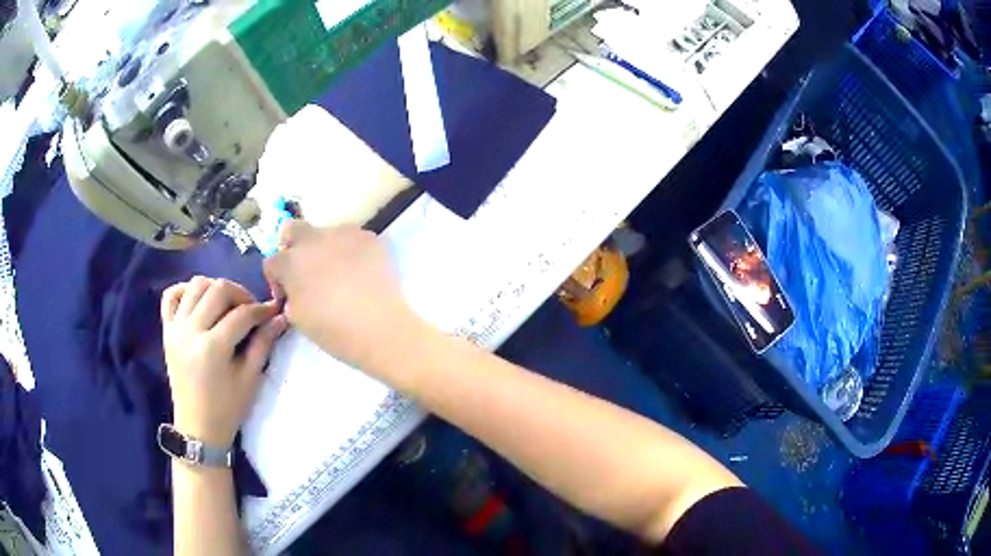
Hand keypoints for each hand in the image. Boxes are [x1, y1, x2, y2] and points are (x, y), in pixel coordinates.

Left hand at [161, 277, 287, 446]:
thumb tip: (280, 317)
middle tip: (251, 308)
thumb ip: (263, 344)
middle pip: (217, 290)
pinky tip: (198, 300)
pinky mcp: (166, 331)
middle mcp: (190, 331)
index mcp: (213, 348)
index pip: (241, 314)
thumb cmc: (227, 409)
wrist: (198, 428)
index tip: (273, 310)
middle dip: (240, 293)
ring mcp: (175, 329)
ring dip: (215, 287)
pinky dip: (185, 290)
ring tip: (226, 304)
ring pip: (195, 285)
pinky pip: (170, 296)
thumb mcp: (250, 380)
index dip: (261, 309)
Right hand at [263, 222, 426, 375]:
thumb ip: (290, 296)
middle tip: (305, 269)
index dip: (276, 278)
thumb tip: (294, 289)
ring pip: (325, 232)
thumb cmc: (334, 330)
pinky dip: (350, 250)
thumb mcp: (298, 319)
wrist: (381, 328)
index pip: (272, 261)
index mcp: (290, 262)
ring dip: (324, 248)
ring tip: (339, 272)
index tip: (287, 293)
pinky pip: (352, 238)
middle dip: (293, 246)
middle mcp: (313, 240)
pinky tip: (360, 271)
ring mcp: (343, 234)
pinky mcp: (369, 237)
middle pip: (293, 229)